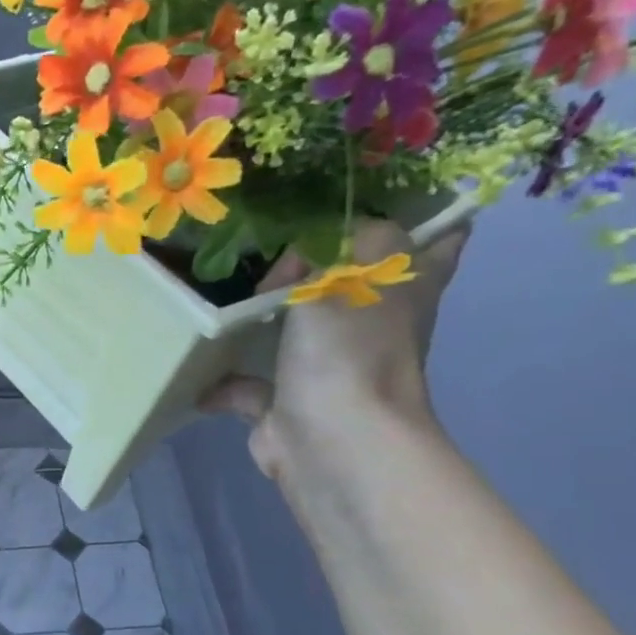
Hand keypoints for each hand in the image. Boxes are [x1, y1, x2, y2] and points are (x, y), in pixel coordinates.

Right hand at [201, 220, 469, 486]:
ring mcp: (330, 367)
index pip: (436, 239)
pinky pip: (251, 382)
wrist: (330, 438)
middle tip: (275, 241)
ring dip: (265, 317)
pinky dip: (224, 379)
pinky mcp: (289, 402)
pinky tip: (199, 364)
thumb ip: (330, 247)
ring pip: (298, 331)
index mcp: (404, 288)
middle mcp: (372, 325)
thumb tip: (304, 258)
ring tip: (226, 290)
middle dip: (318, 263)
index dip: (423, 216)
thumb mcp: (346, 273)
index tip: (381, 196)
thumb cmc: (349, 348)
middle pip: (354, 283)